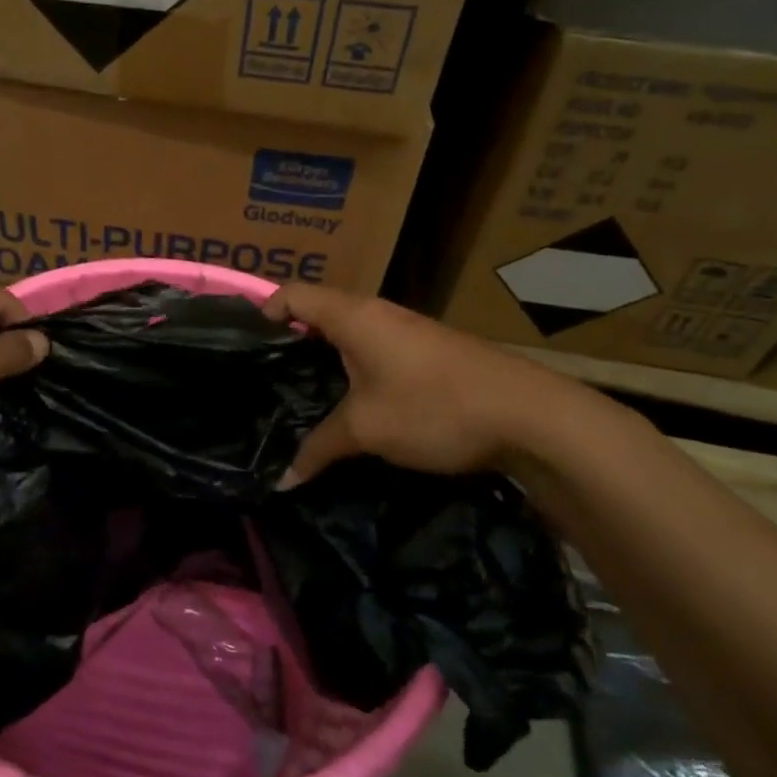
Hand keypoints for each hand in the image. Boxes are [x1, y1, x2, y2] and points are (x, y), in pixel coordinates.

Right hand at [262, 284, 583, 486]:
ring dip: (324, 356)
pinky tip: (350, 400)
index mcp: (354, 316)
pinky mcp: (427, 350)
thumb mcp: (367, 430)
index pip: (294, 294)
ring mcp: (407, 329)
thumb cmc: (434, 407)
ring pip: (350, 332)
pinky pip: (374, 347)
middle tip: (264, 377)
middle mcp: (378, 312)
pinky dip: (352, 366)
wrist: (530, 415)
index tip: (246, 347)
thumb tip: (280, 482)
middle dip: (290, 340)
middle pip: (320, 311)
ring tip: (300, 393)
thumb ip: (319, 449)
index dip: (265, 312)